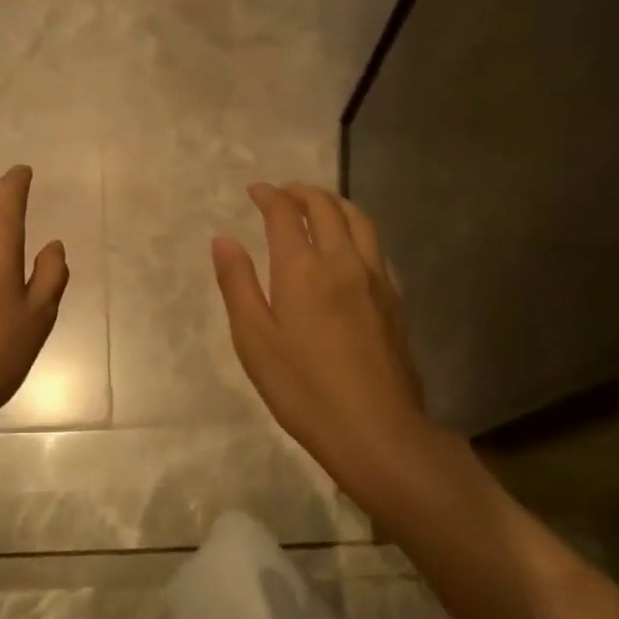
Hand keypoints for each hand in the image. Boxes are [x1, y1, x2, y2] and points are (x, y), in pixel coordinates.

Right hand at [213, 183, 432, 504]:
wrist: (376, 429)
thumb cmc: (303, 388)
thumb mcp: (253, 340)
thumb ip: (237, 284)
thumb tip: (224, 239)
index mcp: (303, 269)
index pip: (285, 214)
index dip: (269, 196)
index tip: (256, 190)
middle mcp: (343, 262)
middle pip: (326, 208)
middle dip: (302, 193)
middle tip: (284, 192)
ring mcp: (376, 279)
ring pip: (359, 221)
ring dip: (335, 204)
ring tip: (319, 206)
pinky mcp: (395, 300)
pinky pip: (377, 247)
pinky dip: (358, 231)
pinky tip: (352, 247)